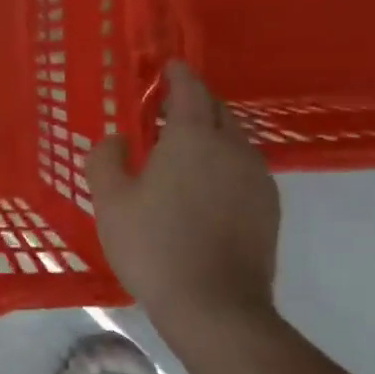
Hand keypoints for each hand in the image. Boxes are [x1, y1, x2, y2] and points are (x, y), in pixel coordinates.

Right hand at [87, 63, 279, 331]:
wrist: (215, 306)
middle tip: (166, 108)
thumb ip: (106, 159)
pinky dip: (223, 163)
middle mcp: (233, 148)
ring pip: (234, 140)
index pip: (190, 90)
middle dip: (194, 102)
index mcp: (194, 138)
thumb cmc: (154, 245)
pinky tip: (205, 187)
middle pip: (217, 110)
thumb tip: (117, 138)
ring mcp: (257, 179)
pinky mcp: (268, 208)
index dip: (177, 75)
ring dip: (210, 134)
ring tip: (183, 149)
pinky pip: (243, 169)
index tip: (168, 66)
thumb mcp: (111, 201)